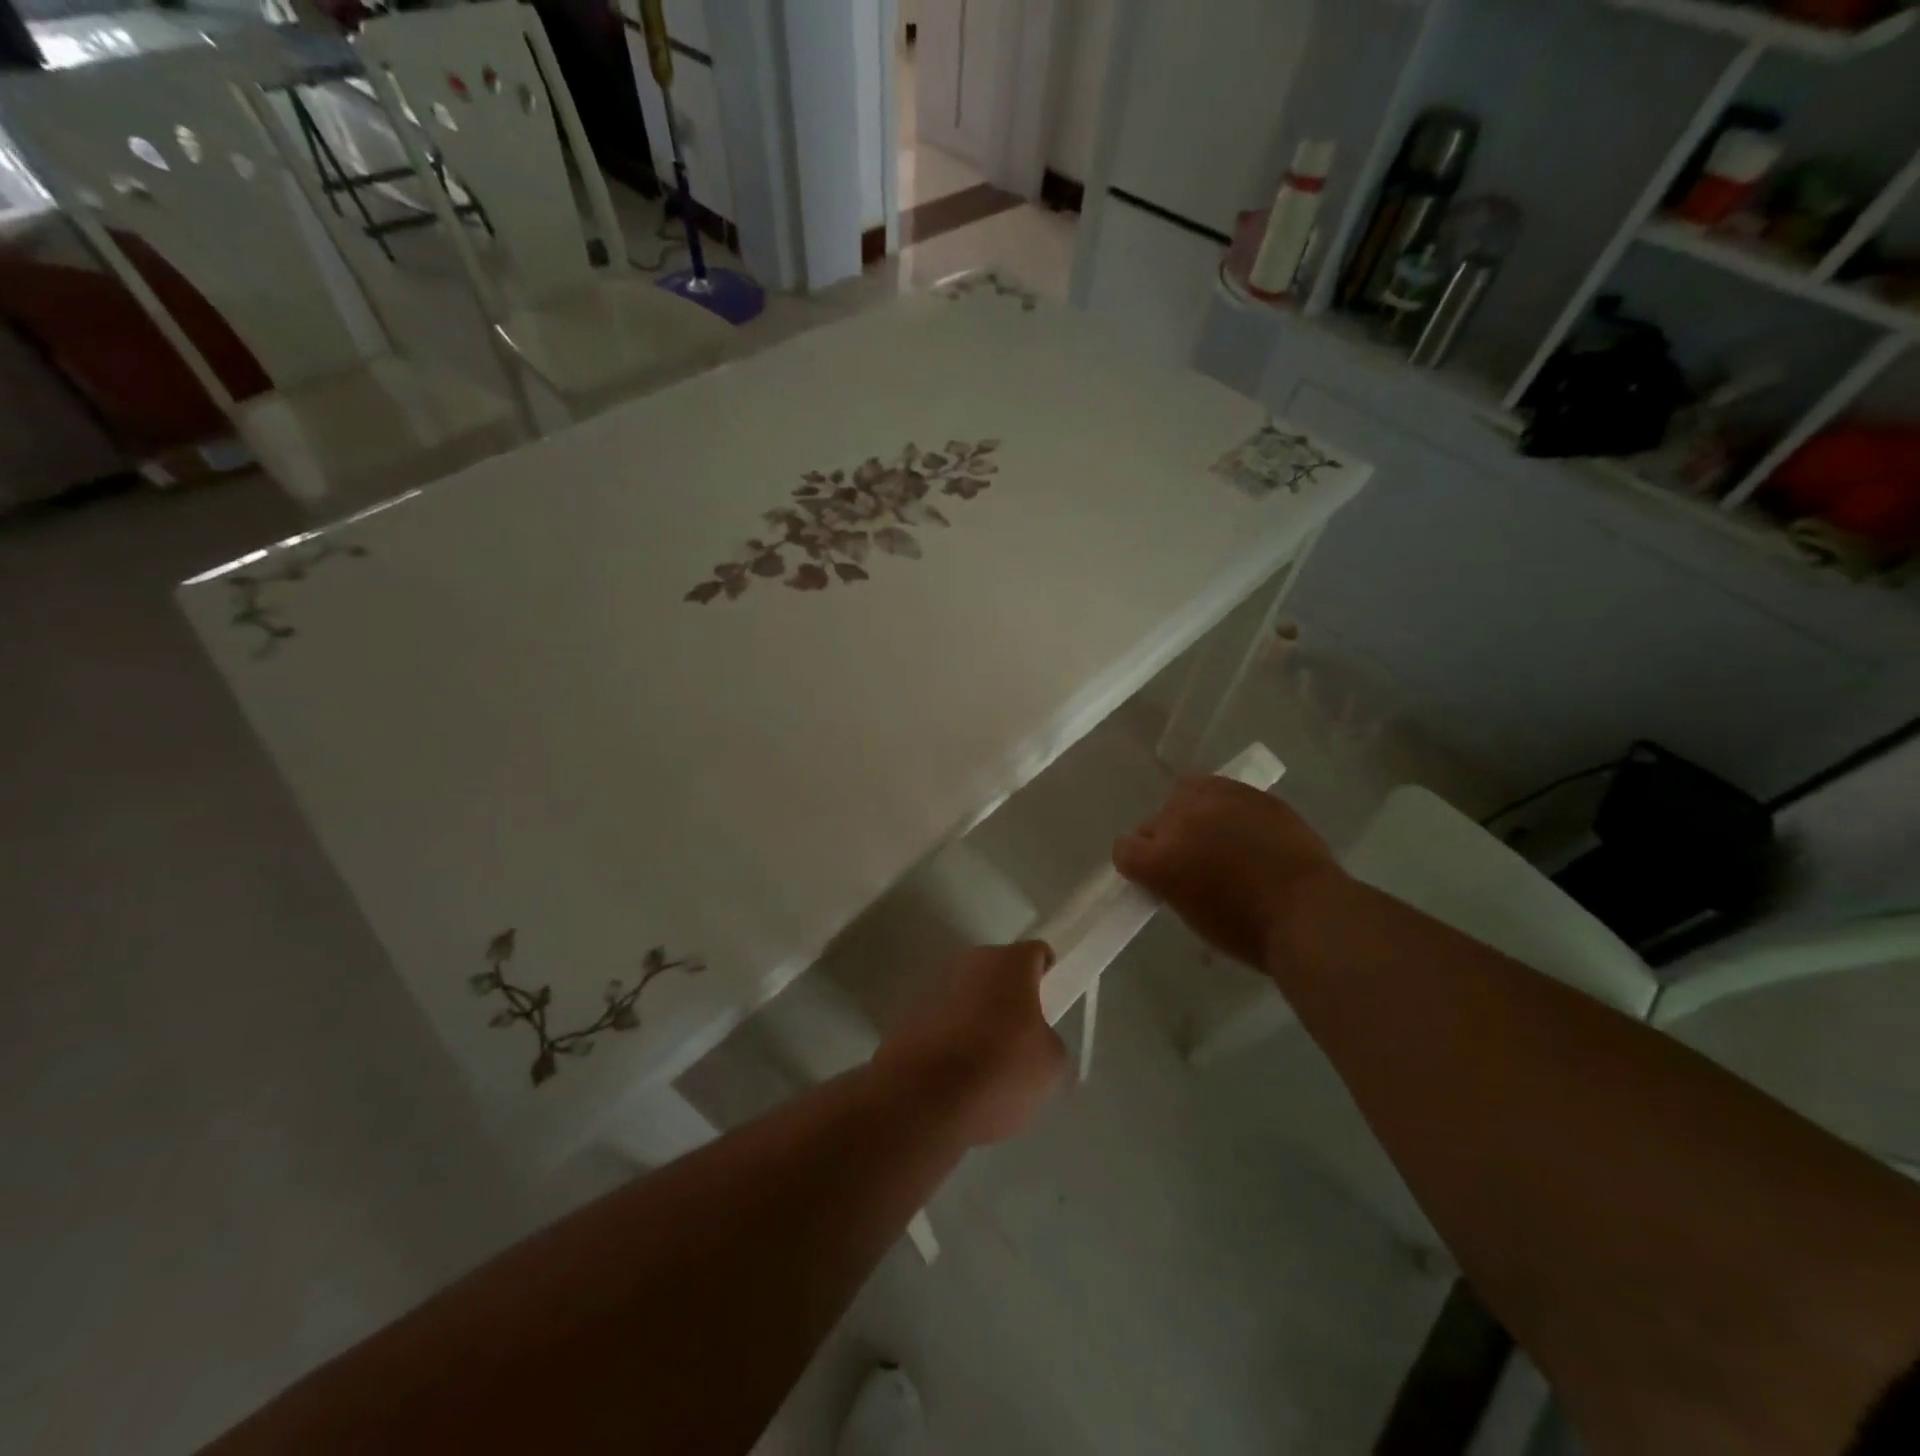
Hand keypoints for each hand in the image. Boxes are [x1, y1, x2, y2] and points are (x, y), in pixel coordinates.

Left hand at [874, 942, 1067, 1147]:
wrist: (920, 1101)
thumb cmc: (997, 1073)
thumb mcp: (1049, 1065)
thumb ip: (1047, 1038)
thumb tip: (1032, 1038)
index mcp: (1008, 963)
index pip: (1036, 953)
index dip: (1047, 976)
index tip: (1048, 1006)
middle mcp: (969, 961)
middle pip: (999, 971)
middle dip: (1010, 996)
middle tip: (1019, 1038)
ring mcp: (933, 983)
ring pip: (968, 992)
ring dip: (978, 1013)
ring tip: (983, 1061)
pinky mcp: (908, 1010)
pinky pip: (942, 1014)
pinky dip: (950, 1032)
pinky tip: (953, 1070)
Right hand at [1114, 775, 1343, 968]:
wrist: (1308, 912)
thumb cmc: (1247, 931)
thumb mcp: (1192, 915)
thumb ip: (1170, 884)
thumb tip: (1173, 872)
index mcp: (1158, 861)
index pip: (1123, 849)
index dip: (1137, 866)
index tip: (1155, 879)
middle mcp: (1177, 823)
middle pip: (1151, 822)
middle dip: (1164, 842)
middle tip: (1190, 862)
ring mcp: (1213, 802)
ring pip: (1181, 793)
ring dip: (1187, 812)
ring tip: (1210, 832)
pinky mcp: (1246, 792)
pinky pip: (1216, 785)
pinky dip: (1217, 801)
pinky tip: (1235, 821)